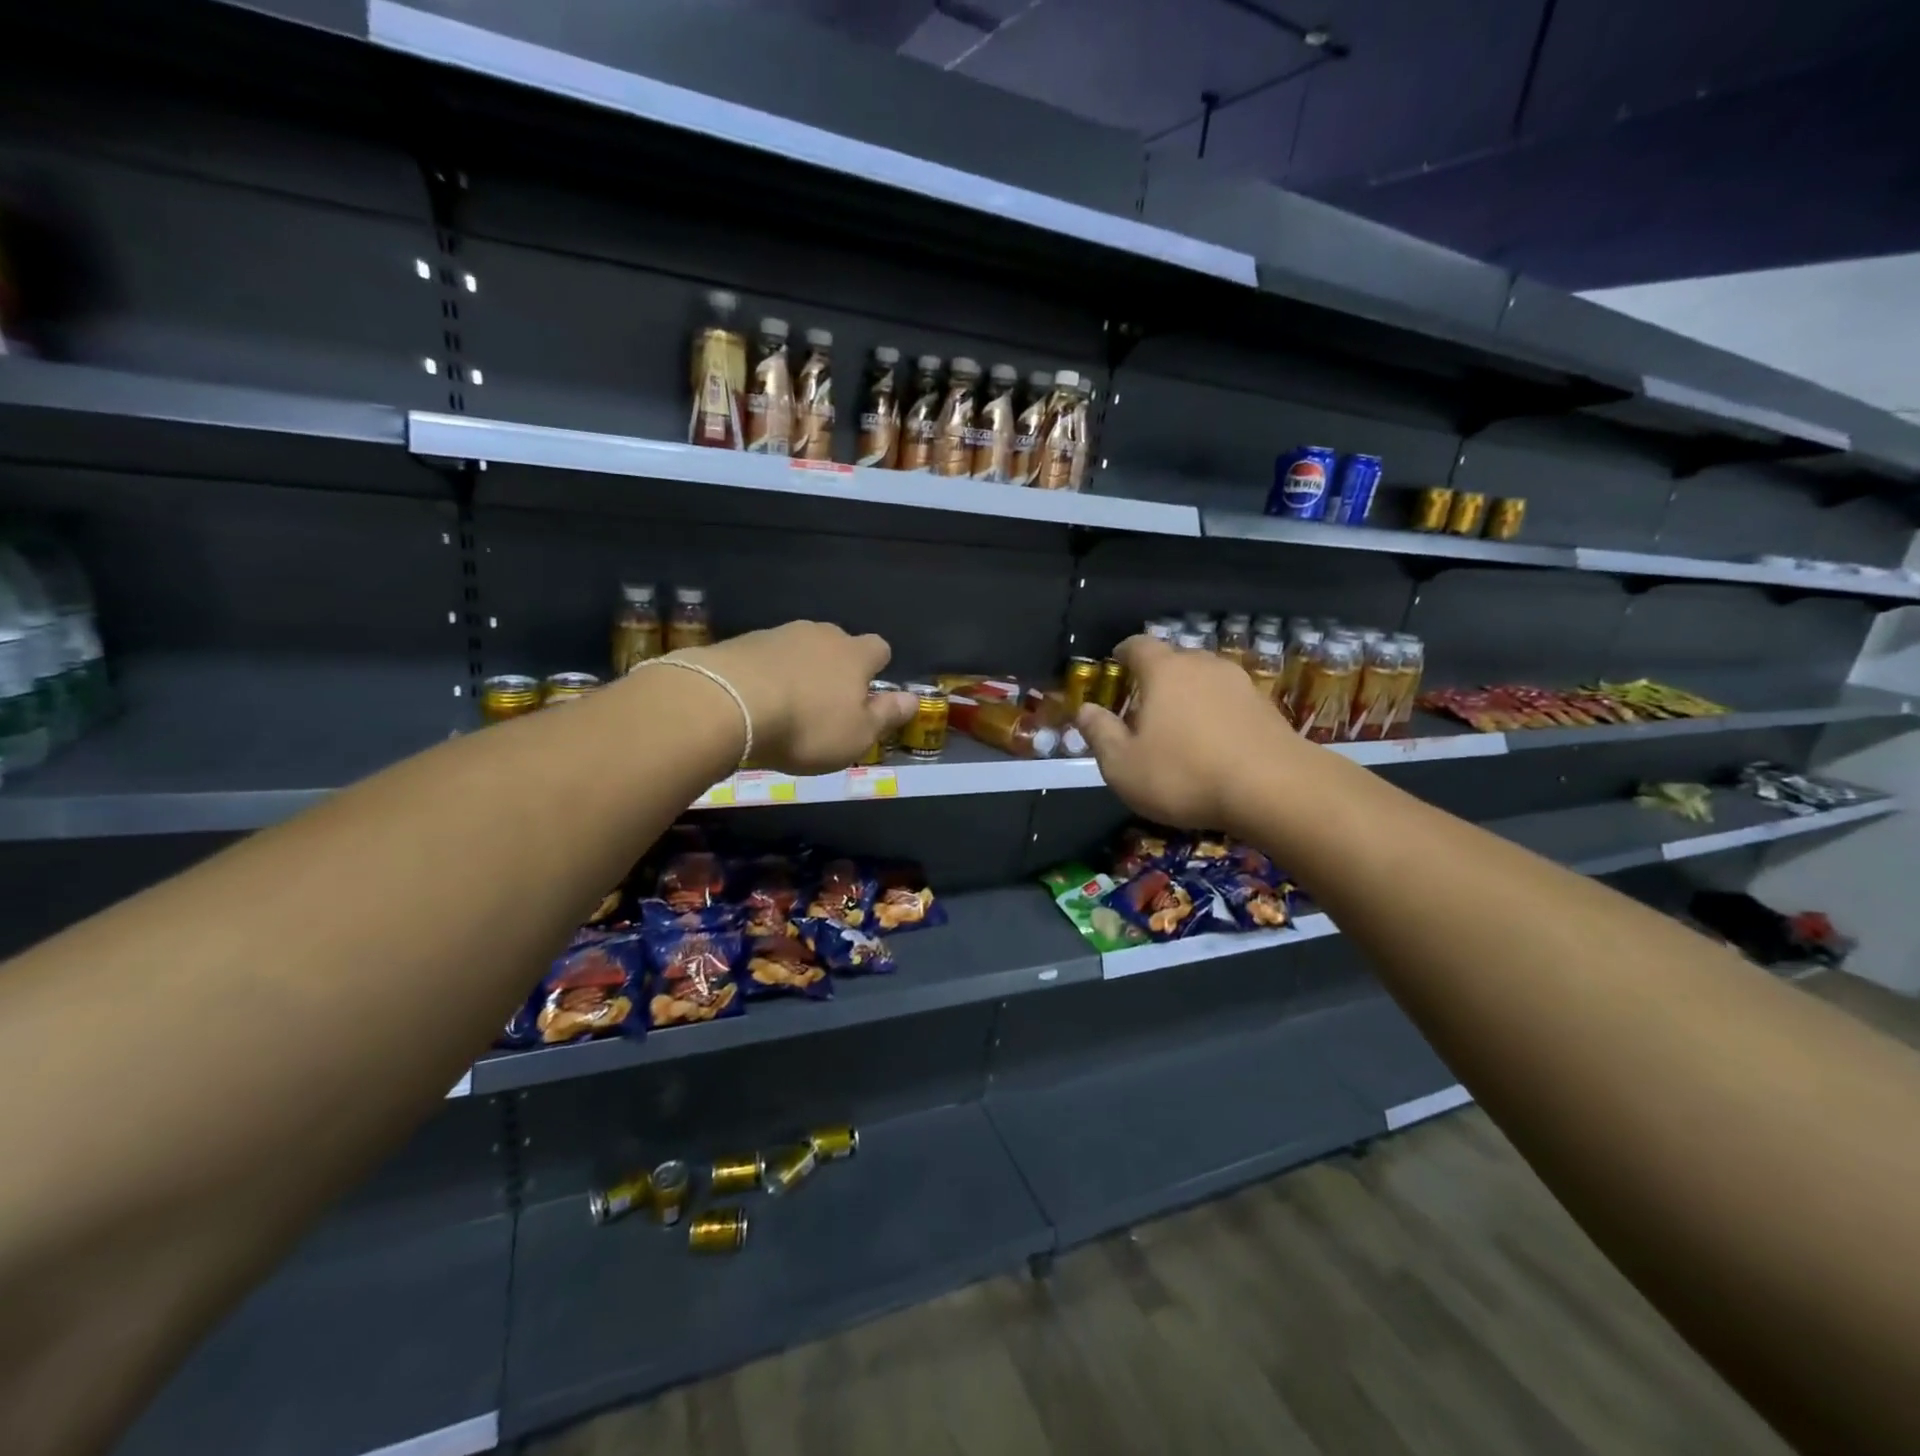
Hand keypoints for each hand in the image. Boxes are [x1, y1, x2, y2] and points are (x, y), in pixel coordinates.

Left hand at [679, 622, 916, 774]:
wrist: (727, 703)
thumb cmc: (806, 726)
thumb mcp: (857, 735)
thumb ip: (886, 715)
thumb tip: (912, 699)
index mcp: (855, 654)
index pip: (879, 648)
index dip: (877, 668)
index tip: (868, 692)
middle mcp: (821, 634)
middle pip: (838, 644)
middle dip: (836, 667)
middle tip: (827, 702)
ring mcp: (779, 634)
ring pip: (800, 648)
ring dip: (800, 669)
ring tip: (788, 703)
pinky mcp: (742, 642)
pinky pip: (766, 656)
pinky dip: (767, 673)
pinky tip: (757, 700)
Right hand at [1075, 635, 1307, 829]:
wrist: (1274, 789)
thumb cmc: (1184, 774)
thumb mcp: (1123, 764)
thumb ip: (1100, 733)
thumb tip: (1084, 710)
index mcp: (1164, 670)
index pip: (1138, 645)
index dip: (1123, 652)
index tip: (1115, 663)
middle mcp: (1203, 665)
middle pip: (1174, 659)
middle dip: (1156, 676)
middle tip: (1144, 703)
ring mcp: (1240, 684)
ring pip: (1205, 679)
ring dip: (1189, 694)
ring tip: (1180, 723)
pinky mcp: (1267, 707)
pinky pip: (1230, 701)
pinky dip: (1216, 713)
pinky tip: (1214, 741)